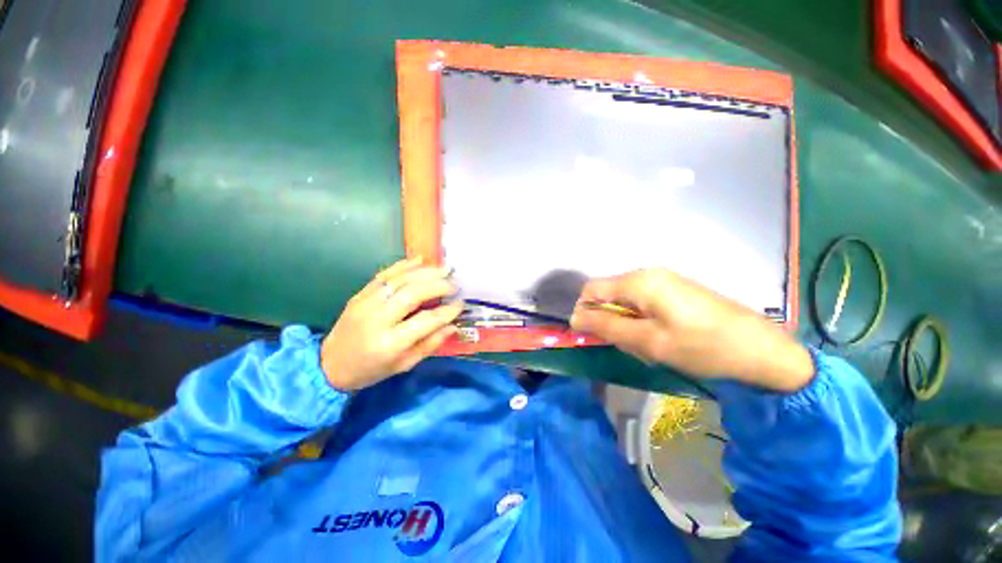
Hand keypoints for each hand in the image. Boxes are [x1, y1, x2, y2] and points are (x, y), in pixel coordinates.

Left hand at [321, 257, 462, 390]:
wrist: (330, 364)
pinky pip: (383, 275)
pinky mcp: (359, 295)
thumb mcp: (404, 365)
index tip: (461, 304)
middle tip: (454, 284)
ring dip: (424, 272)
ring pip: (399, 281)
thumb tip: (453, 325)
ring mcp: (365, 304)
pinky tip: (420, 260)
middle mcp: (377, 320)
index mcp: (390, 344)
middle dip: (437, 286)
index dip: (447, 311)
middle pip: (412, 295)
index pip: (425, 321)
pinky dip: (403, 265)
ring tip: (444, 269)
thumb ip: (430, 344)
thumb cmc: (372, 369)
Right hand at [569, 269, 813, 391]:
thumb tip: (575, 318)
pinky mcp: (674, 290)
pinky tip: (661, 339)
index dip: (585, 312)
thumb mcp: (648, 341)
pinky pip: (642, 304)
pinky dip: (641, 322)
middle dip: (609, 321)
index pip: (591, 290)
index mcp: (638, 281)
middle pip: (607, 295)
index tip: (594, 337)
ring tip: (649, 346)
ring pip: (624, 302)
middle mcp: (646, 274)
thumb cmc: (702, 346)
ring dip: (626, 324)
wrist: (762, 350)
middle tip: (630, 346)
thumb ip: (606, 327)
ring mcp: (663, 281)